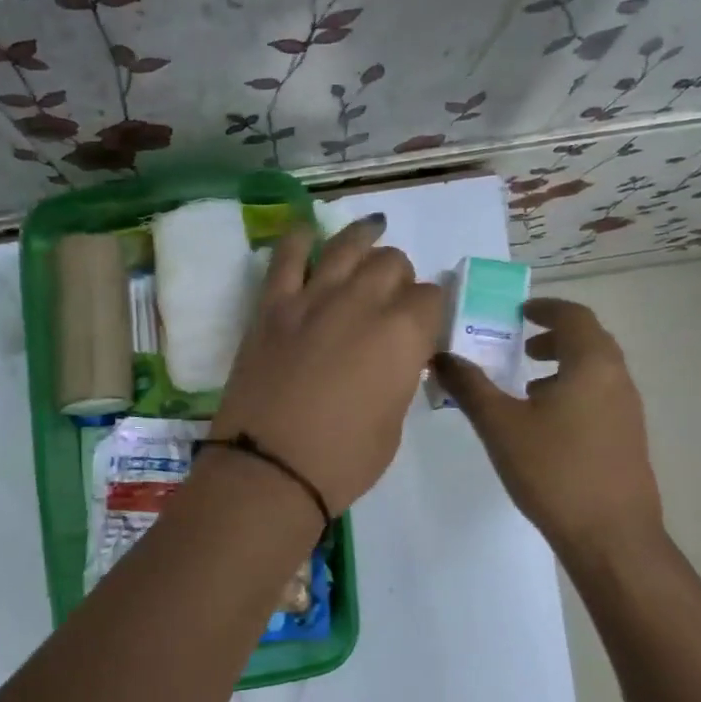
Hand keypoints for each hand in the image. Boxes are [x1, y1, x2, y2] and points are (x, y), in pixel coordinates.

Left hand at [212, 214, 442, 515]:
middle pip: (392, 264)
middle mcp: (363, 302)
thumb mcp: (393, 424)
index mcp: (403, 333)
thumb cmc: (342, 461)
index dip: (431, 311)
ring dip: (364, 239)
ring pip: (347, 247)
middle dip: (401, 278)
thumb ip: (399, 377)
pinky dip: (298, 238)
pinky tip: (308, 231)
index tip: (424, 327)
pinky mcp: (272, 307)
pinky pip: (286, 257)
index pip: (432, 298)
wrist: (269, 470)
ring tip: (372, 232)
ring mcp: (313, 299)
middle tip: (393, 300)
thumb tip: (395, 359)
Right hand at [432, 297, 664, 552]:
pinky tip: (546, 425)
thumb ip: (469, 387)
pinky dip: (573, 391)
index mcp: (591, 364)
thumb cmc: (553, 470)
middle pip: (589, 340)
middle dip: (553, 336)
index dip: (545, 308)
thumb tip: (441, 356)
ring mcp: (628, 410)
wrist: (610, 535)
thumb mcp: (500, 425)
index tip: (519, 312)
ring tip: (527, 386)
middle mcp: (617, 378)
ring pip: (595, 371)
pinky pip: (599, 396)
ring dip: (563, 366)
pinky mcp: (627, 438)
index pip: (574, 316)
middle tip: (519, 346)